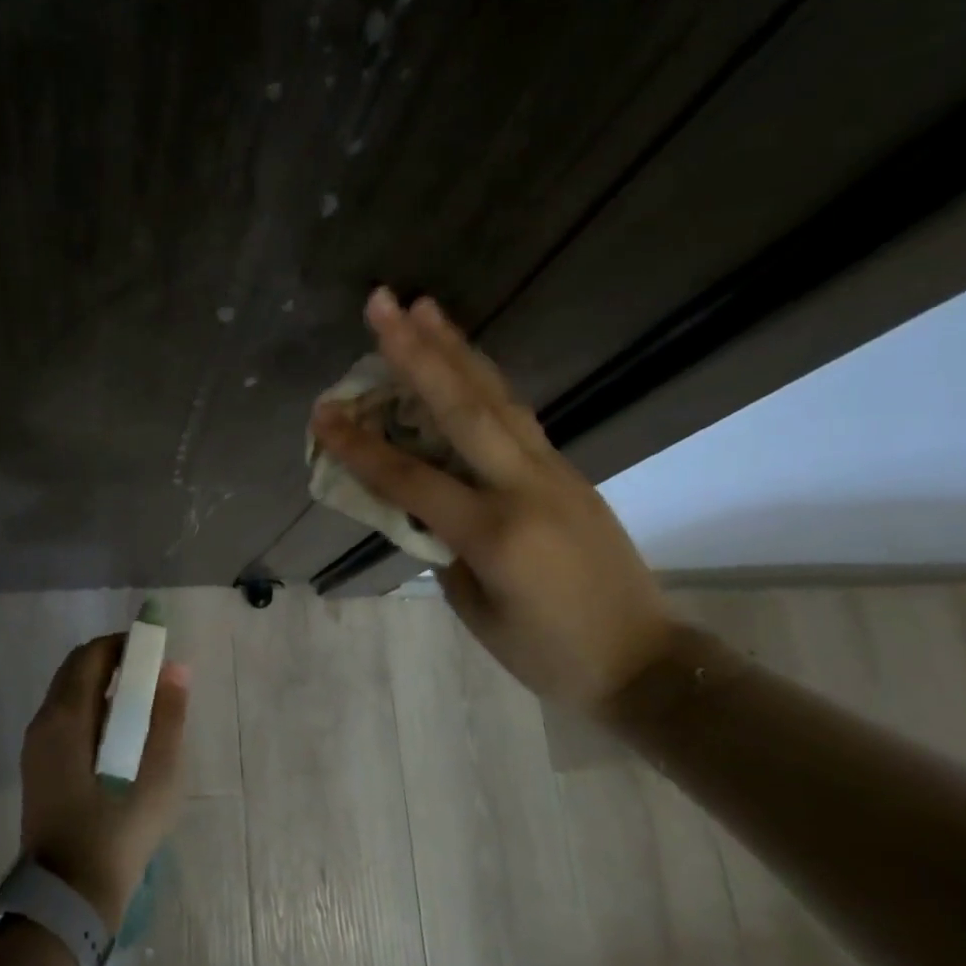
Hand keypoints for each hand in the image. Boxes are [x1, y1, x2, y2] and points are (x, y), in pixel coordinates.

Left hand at [20, 636, 189, 930]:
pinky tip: (118, 736)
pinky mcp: (37, 769)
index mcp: (66, 717)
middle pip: (75, 671)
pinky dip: (90, 710)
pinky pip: (63, 720)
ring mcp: (35, 747)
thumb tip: (175, 669)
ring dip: (100, 686)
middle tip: (149, 674)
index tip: (153, 651)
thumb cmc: (118, 830)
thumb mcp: (158, 773)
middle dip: (111, 662)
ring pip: (67, 695)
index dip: (122, 644)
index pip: (90, 656)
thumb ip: (168, 716)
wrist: (69, 896)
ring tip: (140, 704)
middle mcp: (43, 722)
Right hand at [311, 289, 673, 705]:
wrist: (644, 661)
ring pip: (496, 397)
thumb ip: (441, 545)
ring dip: (456, 348)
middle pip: (462, 407)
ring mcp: (554, 471)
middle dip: (416, 352)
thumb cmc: (546, 653)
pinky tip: (463, 360)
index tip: (321, 414)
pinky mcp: (567, 470)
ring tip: (424, 307)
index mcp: (494, 533)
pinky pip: (516, 415)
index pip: (410, 479)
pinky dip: (483, 381)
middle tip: (383, 304)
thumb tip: (420, 500)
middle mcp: (525, 487)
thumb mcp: (474, 607)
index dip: (360, 447)